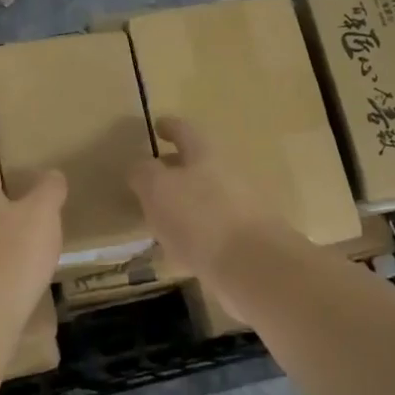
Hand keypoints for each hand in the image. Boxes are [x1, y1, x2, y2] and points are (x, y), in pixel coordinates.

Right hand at [128, 118, 292, 279]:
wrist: (255, 268)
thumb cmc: (200, 218)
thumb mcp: (157, 188)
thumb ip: (143, 173)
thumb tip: (139, 166)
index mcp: (206, 155)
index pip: (184, 131)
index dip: (169, 127)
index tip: (157, 126)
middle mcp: (227, 175)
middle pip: (197, 165)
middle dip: (174, 169)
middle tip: (150, 179)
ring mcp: (240, 209)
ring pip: (204, 199)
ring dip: (183, 205)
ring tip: (157, 218)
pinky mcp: (244, 242)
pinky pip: (211, 231)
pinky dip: (193, 235)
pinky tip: (177, 251)